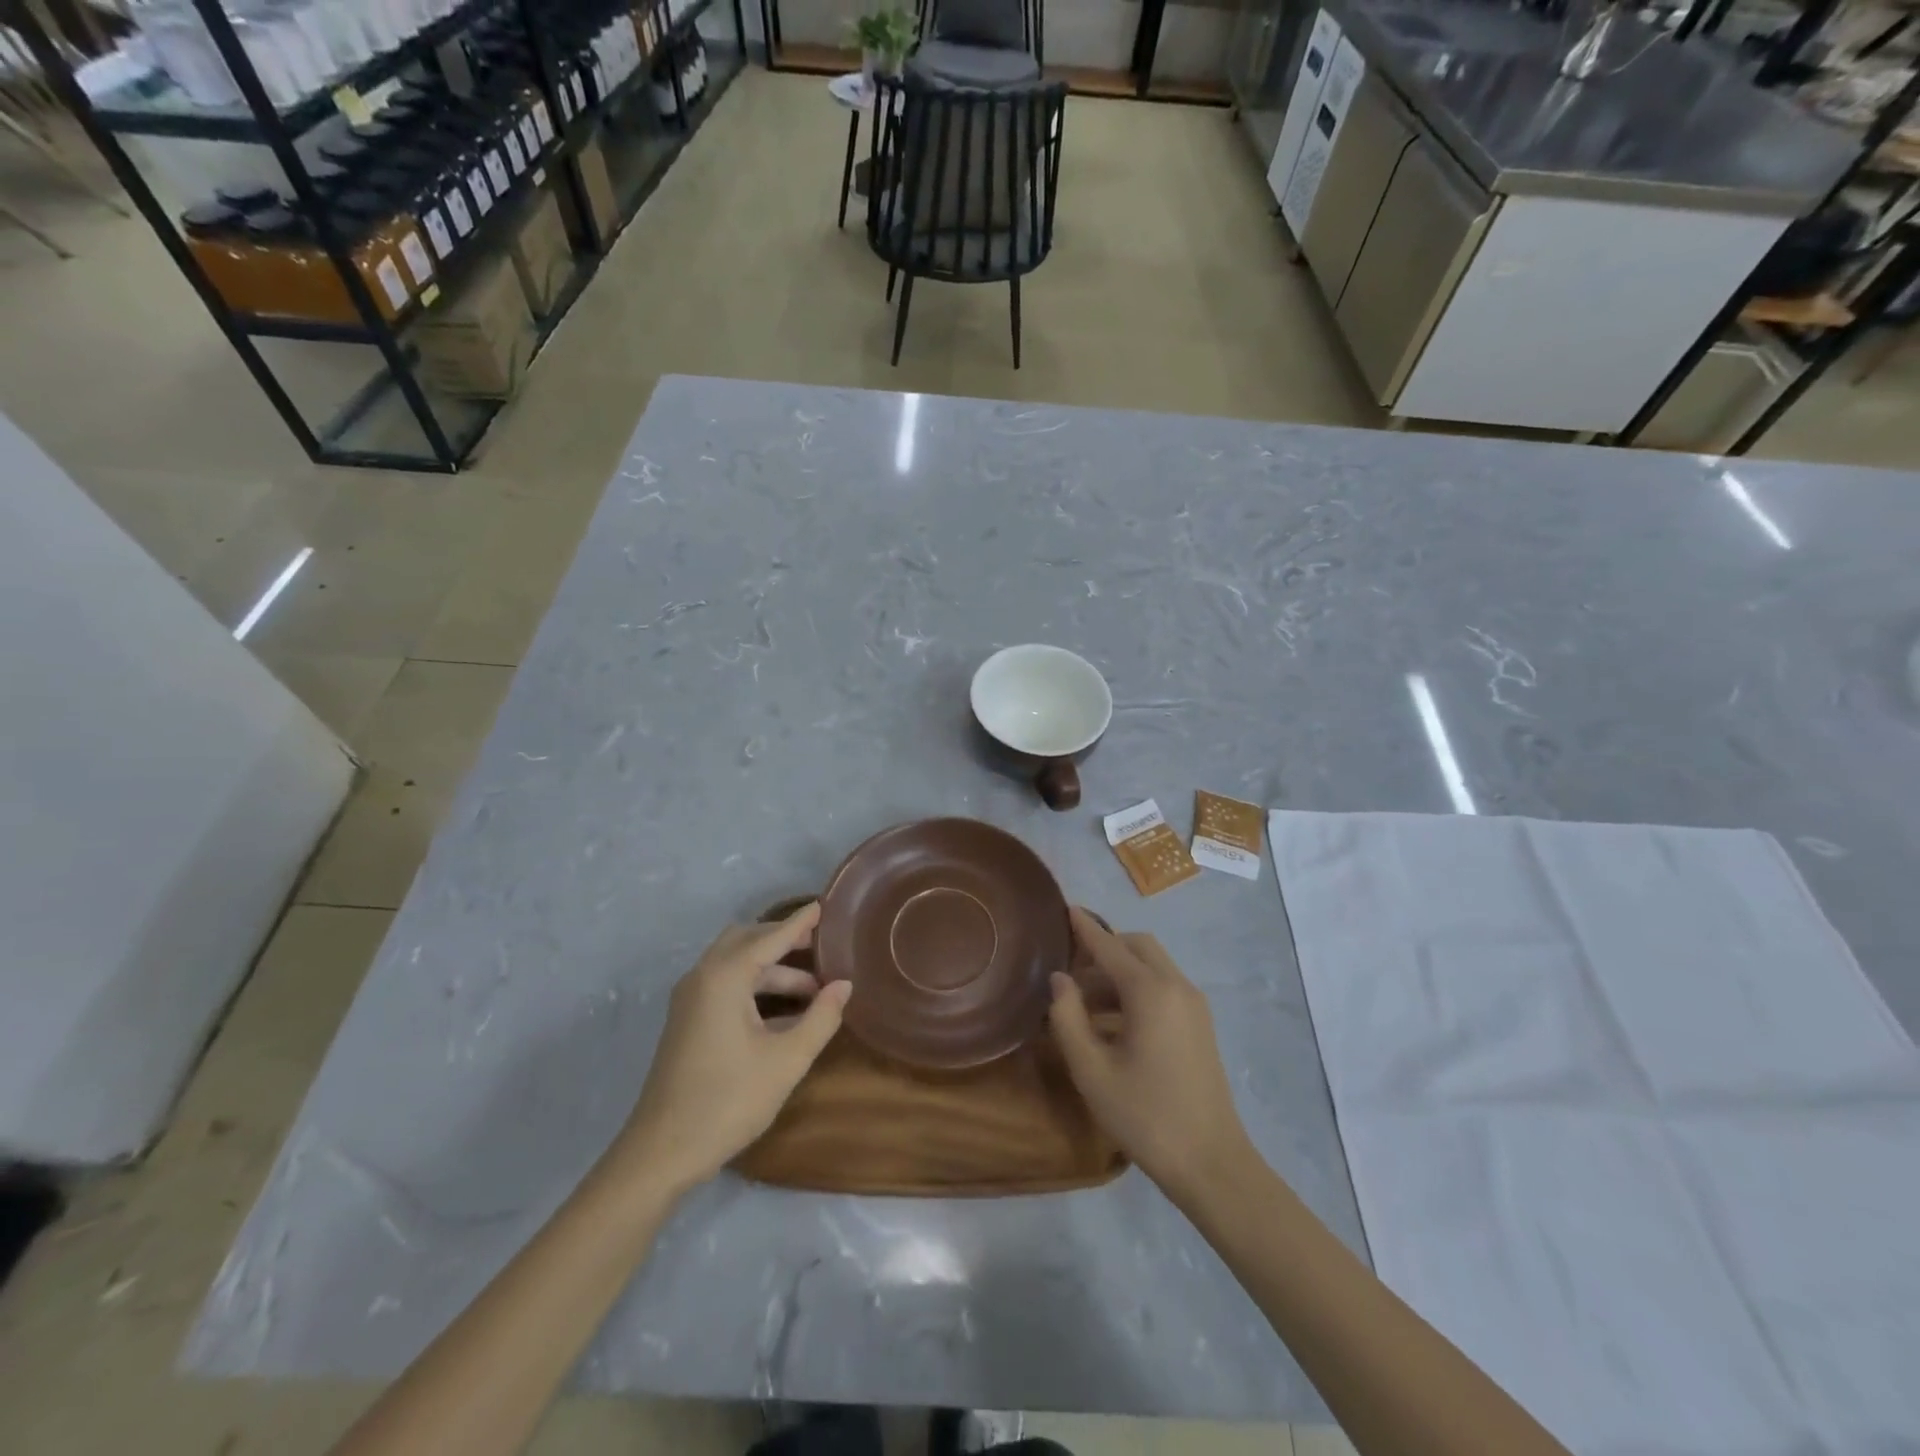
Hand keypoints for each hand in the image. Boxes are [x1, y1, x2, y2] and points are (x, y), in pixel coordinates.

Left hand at [612, 903, 850, 1193]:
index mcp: (724, 978)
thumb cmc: (729, 1100)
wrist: (662, 1152)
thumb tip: (844, 985)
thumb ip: (820, 1017)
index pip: (770, 937)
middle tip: (821, 946)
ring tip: (813, 988)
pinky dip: (754, 984)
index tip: (824, 906)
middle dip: (783, 940)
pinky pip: (724, 983)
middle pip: (747, 941)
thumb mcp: (787, 1060)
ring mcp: (690, 999)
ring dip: (772, 968)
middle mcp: (703, 977)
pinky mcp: (687, 1020)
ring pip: (735, 964)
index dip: (799, 923)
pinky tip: (783, 1010)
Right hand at [1049, 907, 1254, 1204]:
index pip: (1110, 945)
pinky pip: (1163, 987)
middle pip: (1136, 947)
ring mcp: (1193, 1005)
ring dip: (1118, 971)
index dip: (1084, 927)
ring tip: (1082, 1002)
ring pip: (1152, 966)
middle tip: (1070, 970)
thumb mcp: (1091, 1070)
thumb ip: (1068, 1017)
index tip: (1065, 907)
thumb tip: (1059, 979)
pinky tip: (1111, 1021)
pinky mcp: (1200, 1024)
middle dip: (1103, 949)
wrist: (1211, 1163)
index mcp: (1150, 992)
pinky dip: (1136, 988)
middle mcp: (1176, 986)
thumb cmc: (1144, 1115)